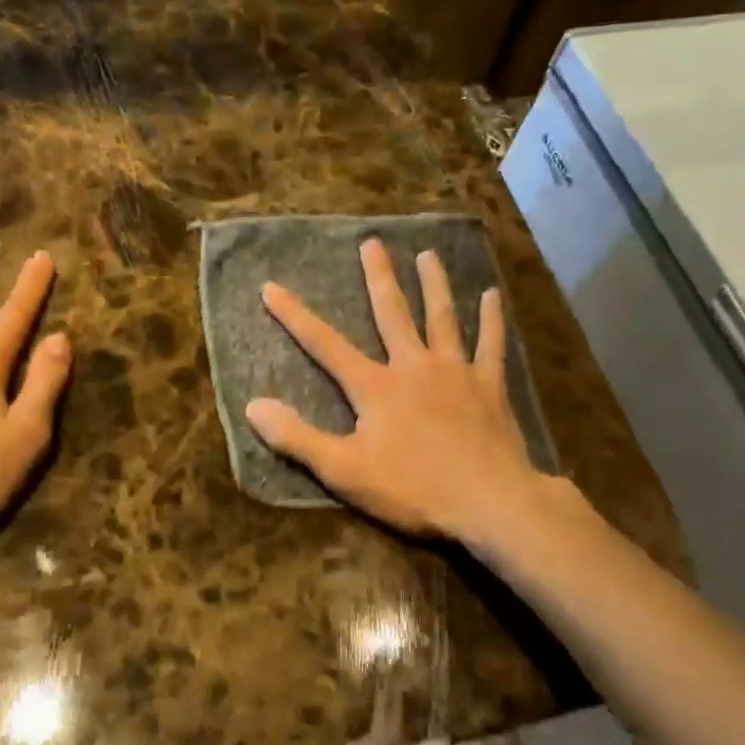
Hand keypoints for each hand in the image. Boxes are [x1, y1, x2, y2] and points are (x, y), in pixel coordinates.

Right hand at [246, 238, 552, 542]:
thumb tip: (253, 406)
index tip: (271, 287)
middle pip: (392, 313)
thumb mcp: (344, 470)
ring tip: (428, 255)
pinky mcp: (490, 386)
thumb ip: (297, 437)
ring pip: (442, 318)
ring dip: (434, 284)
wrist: (489, 502)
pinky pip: (491, 344)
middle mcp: (414, 366)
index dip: (295, 316)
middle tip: (372, 243)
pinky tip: (491, 296)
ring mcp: (456, 372)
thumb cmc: (413, 488)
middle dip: (378, 277)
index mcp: (375, 387)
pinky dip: (491, 319)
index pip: (325, 344)